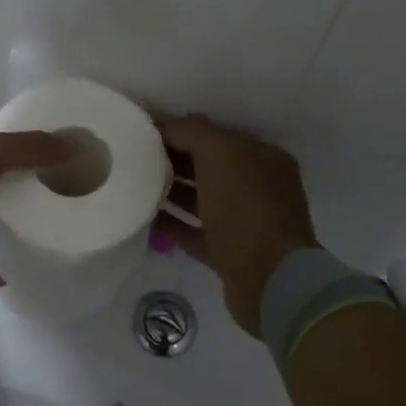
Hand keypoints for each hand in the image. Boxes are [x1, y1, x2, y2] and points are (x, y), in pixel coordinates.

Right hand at [155, 114, 319, 335]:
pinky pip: (195, 231)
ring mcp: (245, 222)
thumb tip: (166, 122)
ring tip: (136, 184)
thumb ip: (192, 132)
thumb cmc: (247, 209)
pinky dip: (173, 223)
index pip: (215, 135)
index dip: (180, 130)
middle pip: (208, 165)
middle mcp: (257, 187)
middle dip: (174, 158)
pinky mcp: (230, 254)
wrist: (271, 282)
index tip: (144, 132)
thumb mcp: (220, 155)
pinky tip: (146, 217)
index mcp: (262, 158)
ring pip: (202, 198)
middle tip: (135, 158)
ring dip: (172, 190)